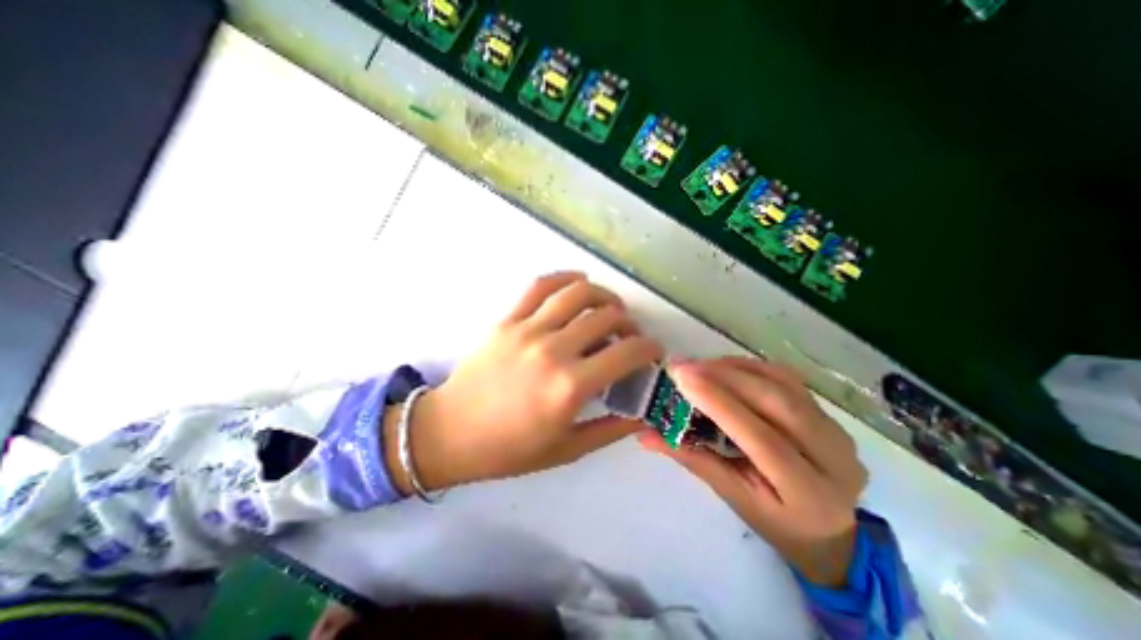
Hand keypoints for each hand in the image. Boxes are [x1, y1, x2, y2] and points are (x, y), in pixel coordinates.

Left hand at [387, 274, 665, 492]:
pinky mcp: (508, 319)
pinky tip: (578, 283)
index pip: (627, 353)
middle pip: (606, 317)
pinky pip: (540, 286)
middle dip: (629, 323)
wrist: (449, 432)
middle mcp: (553, 350)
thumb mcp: (566, 450)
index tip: (653, 351)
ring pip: (577, 293)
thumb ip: (610, 430)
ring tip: (609, 307)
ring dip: (603, 295)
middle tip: (629, 335)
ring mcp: (528, 329)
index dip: (649, 348)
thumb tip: (644, 416)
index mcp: (570, 387)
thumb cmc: (508, 449)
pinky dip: (565, 278)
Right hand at [637, 357, 870, 586]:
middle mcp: (835, 458)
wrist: (828, 529)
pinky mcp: (828, 413)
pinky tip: (724, 368)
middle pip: (777, 403)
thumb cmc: (775, 521)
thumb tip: (646, 434)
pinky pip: (786, 378)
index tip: (682, 378)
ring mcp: (837, 431)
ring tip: (699, 366)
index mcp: (810, 493)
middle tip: (683, 366)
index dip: (720, 403)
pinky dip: (751, 367)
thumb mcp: (733, 497)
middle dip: (725, 377)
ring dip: (735, 368)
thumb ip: (692, 458)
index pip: (762, 439)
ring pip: (782, 383)